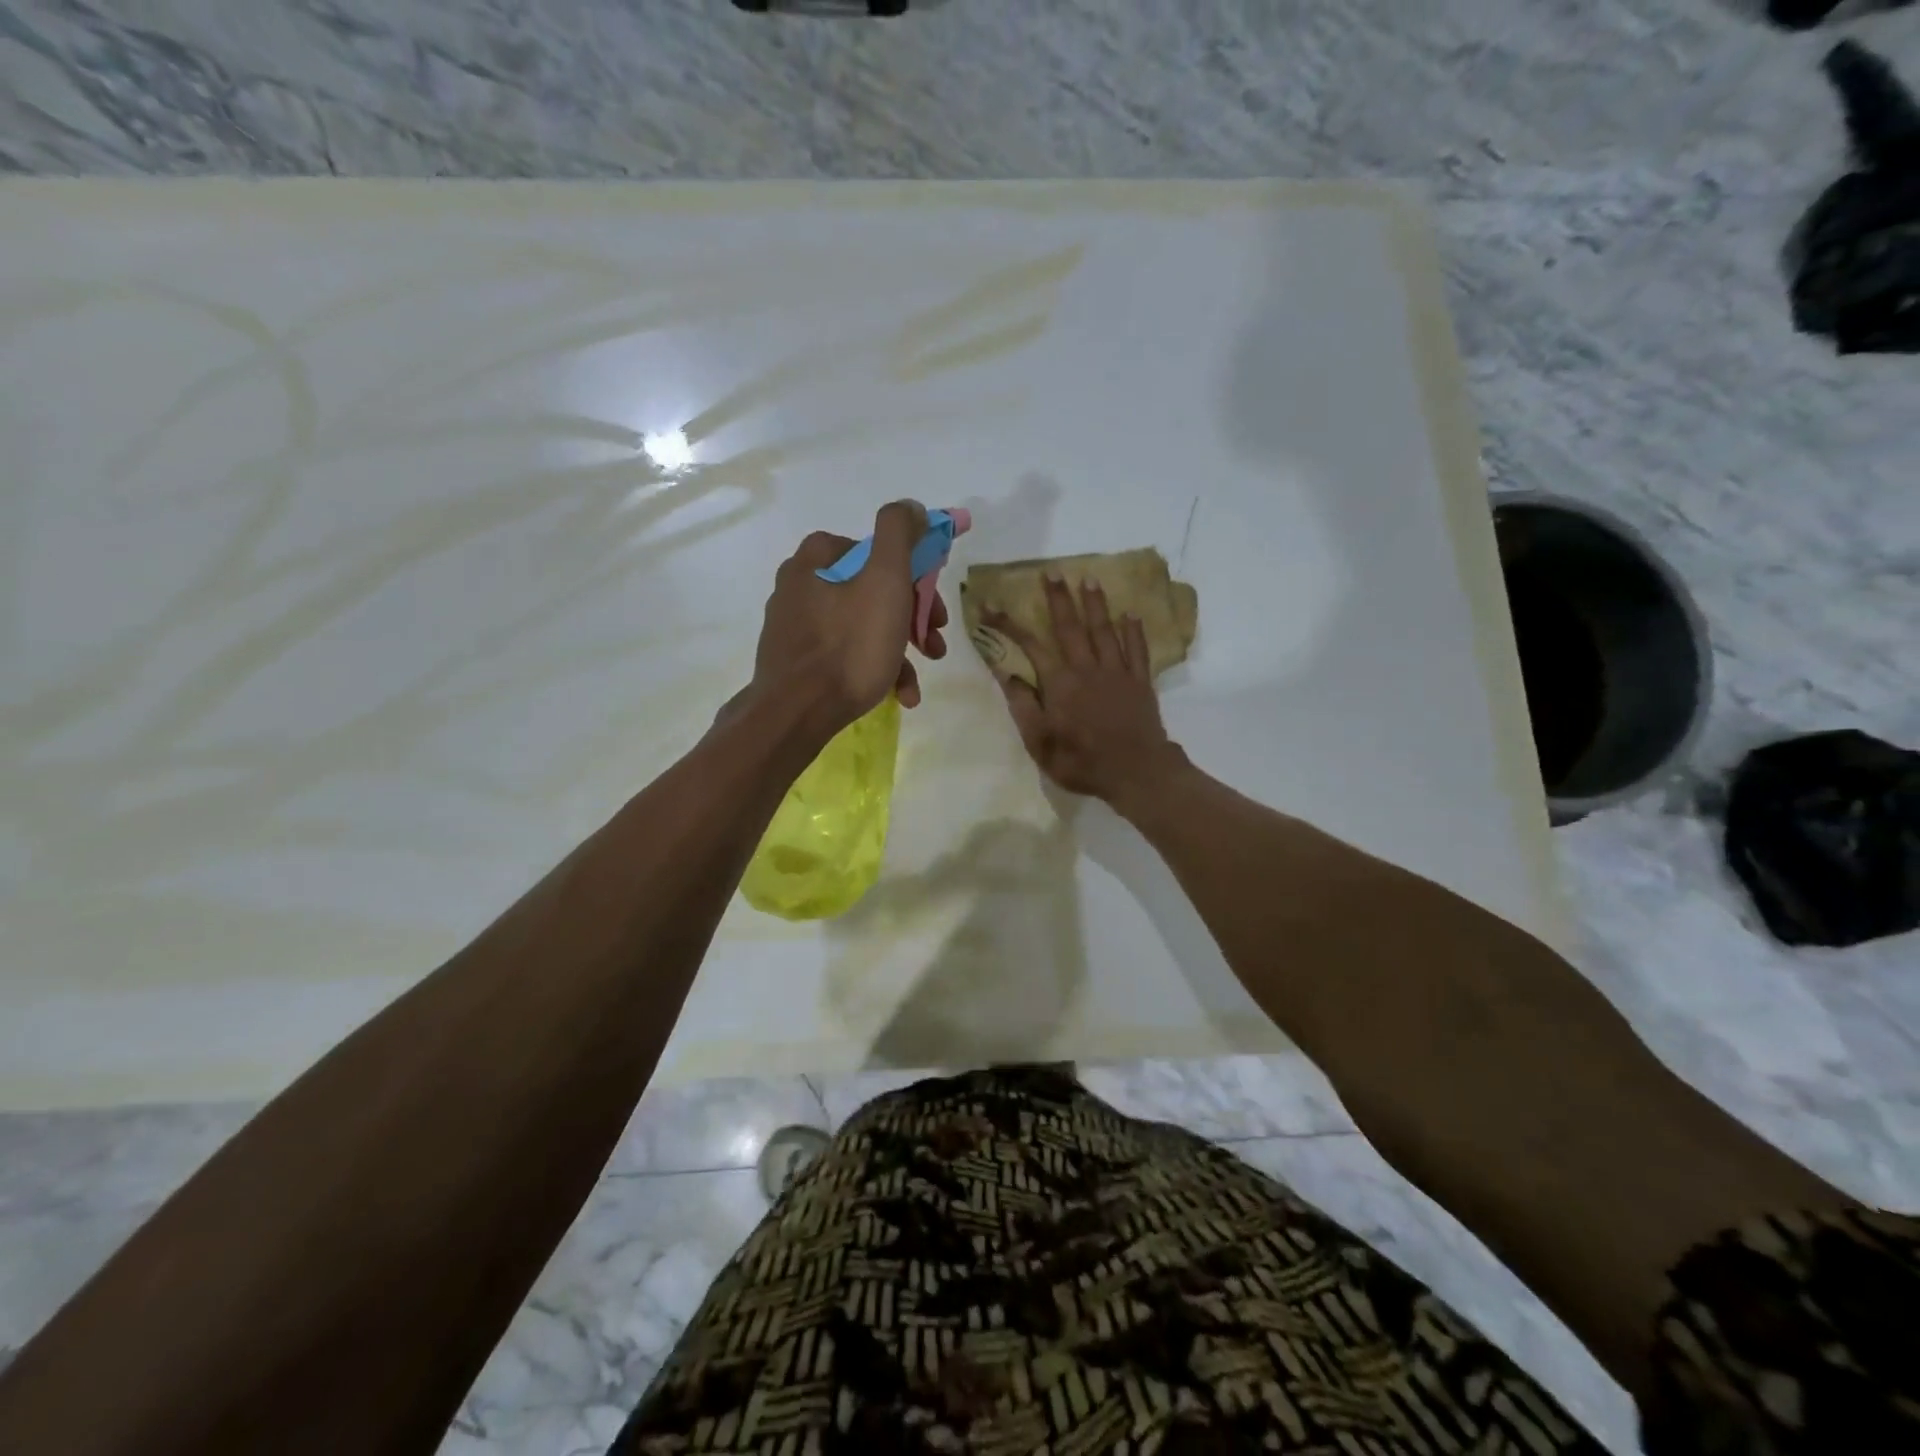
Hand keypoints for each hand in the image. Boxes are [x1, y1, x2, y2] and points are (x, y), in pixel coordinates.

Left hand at [746, 501, 948, 737]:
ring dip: (899, 651)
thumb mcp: (885, 580)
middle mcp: (800, 584)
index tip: (935, 611)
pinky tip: (896, 694)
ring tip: (915, 682)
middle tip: (934, 644)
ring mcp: (795, 625)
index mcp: (817, 558)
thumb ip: (900, 534)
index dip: (916, 579)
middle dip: (912, 620)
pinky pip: (845, 655)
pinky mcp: (796, 661)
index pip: (879, 552)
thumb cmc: (849, 645)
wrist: (797, 713)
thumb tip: (910, 506)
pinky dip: (874, 669)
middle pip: (873, 591)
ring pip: (863, 627)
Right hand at [987, 575, 1183, 805]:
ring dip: (1096, 604)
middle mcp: (1087, 668)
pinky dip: (1134, 631)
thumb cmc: (1081, 761)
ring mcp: (1117, 672)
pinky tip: (1131, 615)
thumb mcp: (1040, 743)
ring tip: (1089, 579)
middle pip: (1071, 626)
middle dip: (1059, 598)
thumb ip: (1023, 706)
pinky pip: (1137, 649)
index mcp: (1060, 683)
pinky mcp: (1140, 681)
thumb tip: (1008, 675)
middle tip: (1052, 573)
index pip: (1030, 645)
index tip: (990, 605)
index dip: (1008, 624)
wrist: (1136, 772)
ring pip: (1105, 630)